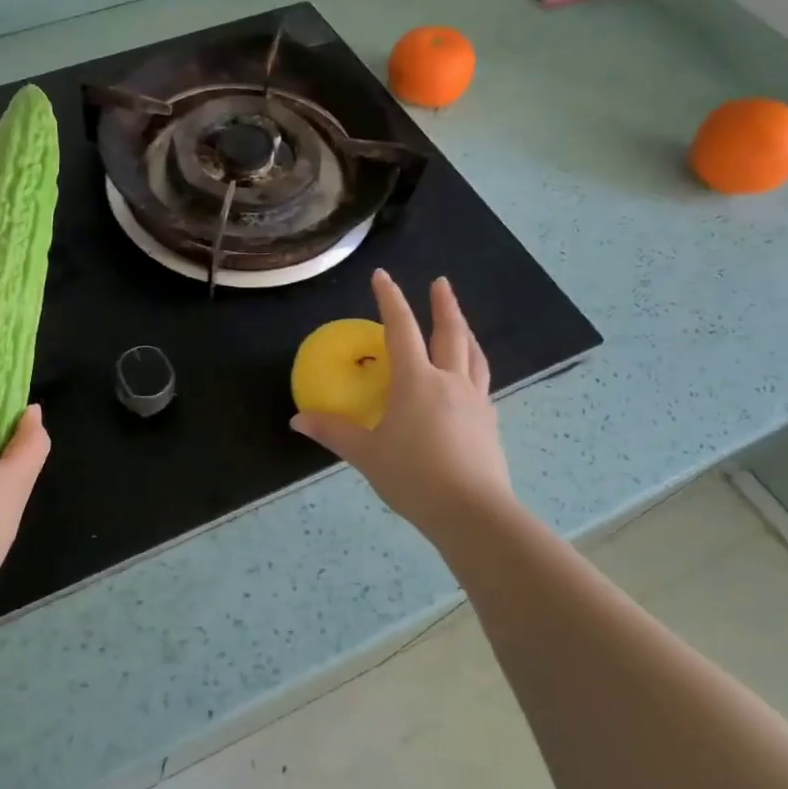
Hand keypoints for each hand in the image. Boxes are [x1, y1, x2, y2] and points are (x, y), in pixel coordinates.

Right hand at [291, 270, 515, 550]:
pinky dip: (473, 367)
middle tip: (441, 282)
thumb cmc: (413, 477)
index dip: (390, 300)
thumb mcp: (366, 455)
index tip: (383, 275)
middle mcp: (449, 382)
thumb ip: (334, 432)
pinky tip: (469, 378)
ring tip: (460, 321)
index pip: (401, 329)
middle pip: (450, 333)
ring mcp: (475, 401)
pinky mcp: (489, 423)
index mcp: (416, 382)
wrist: (473, 512)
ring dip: (465, 331)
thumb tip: (298, 420)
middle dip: (444, 304)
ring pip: (473, 355)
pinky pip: (482, 382)